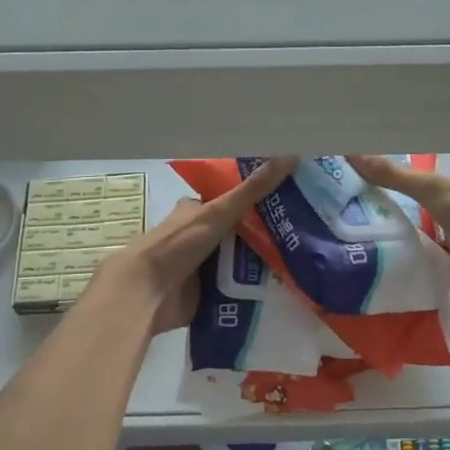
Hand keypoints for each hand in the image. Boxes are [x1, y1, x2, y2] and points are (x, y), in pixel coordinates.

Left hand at [100, 156, 298, 334]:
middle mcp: (199, 236)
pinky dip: (253, 290)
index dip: (257, 199)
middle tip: (302, 236)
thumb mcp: (219, 212)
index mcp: (197, 211)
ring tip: (300, 263)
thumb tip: (291, 156)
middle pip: (240, 232)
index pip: (232, 200)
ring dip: (262, 264)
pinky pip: (236, 289)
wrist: (147, 293)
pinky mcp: (206, 294)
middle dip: (265, 236)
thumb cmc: (179, 244)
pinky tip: (282, 289)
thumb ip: (253, 189)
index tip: (289, 202)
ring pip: (240, 261)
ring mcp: (202, 266)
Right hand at [347, 155, 449, 301]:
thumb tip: (349, 152)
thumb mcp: (428, 188)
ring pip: (411, 252)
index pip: (406, 194)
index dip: (381, 194)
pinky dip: (401, 279)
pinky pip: (417, 278)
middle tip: (342, 231)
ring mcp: (444, 255)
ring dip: (390, 255)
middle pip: (406, 224)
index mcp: (441, 199)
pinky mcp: (446, 281)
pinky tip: (373, 282)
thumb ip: (392, 175)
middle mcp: (441, 224)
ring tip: (351, 258)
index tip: (350, 198)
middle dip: (382, 227)